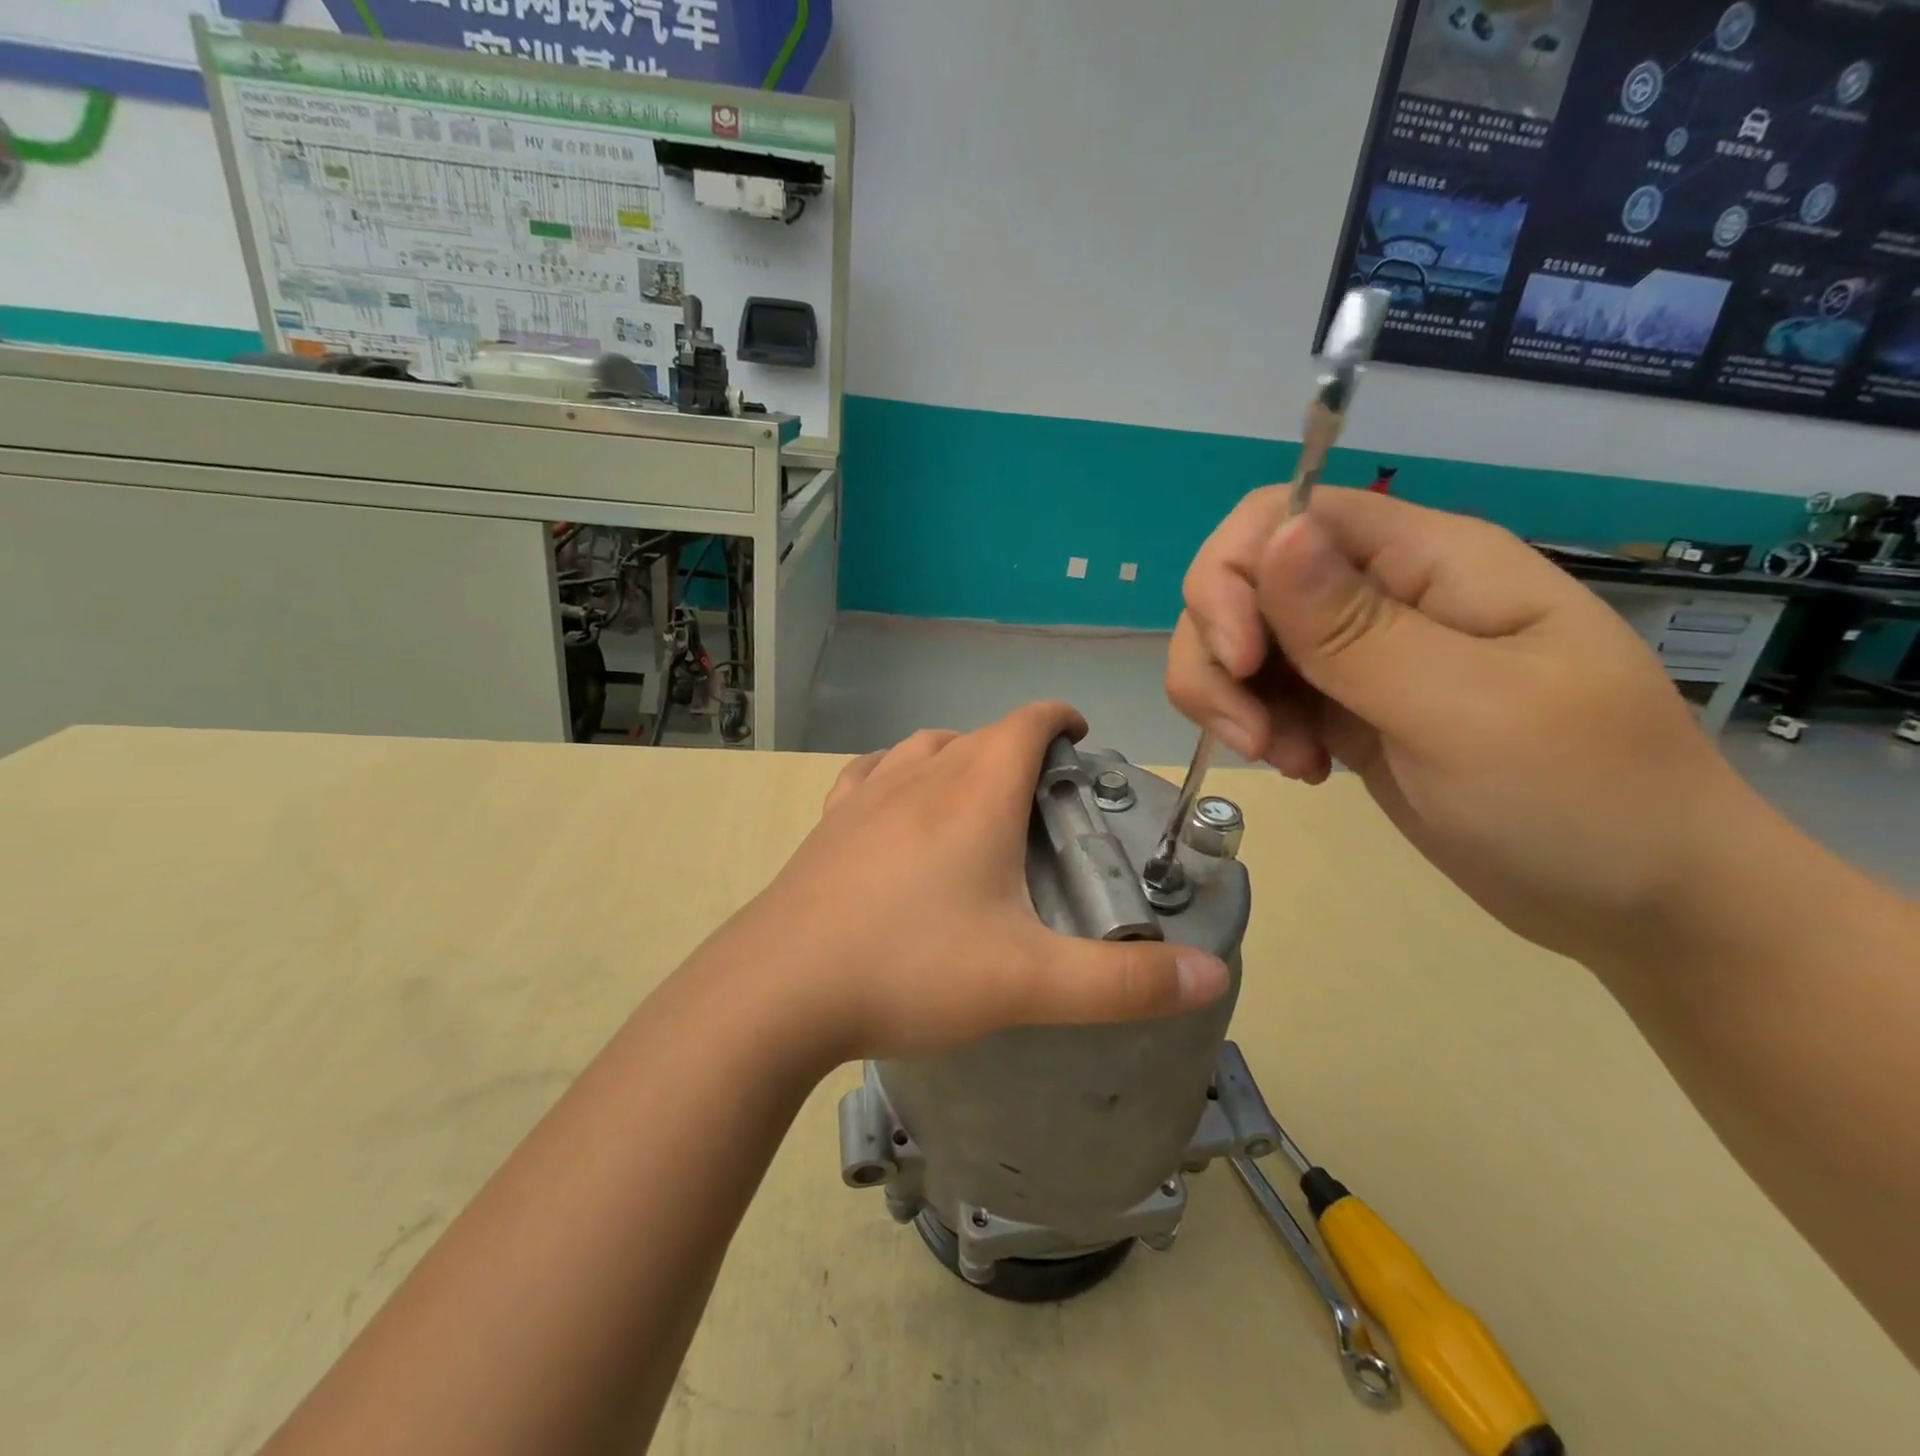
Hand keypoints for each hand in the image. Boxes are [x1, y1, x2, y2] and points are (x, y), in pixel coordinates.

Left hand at [724, 702, 1230, 1060]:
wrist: (778, 991)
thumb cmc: (909, 971)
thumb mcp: (1029, 984)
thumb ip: (1125, 983)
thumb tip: (1212, 974)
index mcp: (974, 795)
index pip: (1026, 723)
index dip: (1060, 718)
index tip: (1082, 740)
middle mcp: (920, 778)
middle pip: (979, 735)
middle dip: (1017, 748)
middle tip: (1043, 795)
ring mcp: (866, 796)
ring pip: (924, 747)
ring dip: (959, 756)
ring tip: (977, 796)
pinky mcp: (827, 823)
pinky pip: (870, 773)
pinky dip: (897, 773)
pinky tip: (896, 804)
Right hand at [1166, 486, 1753, 968]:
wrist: (1637, 898)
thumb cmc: (1582, 798)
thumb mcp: (1467, 710)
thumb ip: (1356, 627)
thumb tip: (1274, 532)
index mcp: (1426, 560)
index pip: (1283, 515)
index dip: (1234, 576)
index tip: (1241, 662)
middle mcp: (1381, 593)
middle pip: (1242, 582)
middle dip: (1219, 655)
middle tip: (1254, 737)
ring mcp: (1358, 653)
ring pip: (1239, 641)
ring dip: (1231, 699)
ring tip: (1286, 759)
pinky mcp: (1343, 706)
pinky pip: (1262, 693)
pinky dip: (1256, 728)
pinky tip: (1303, 769)